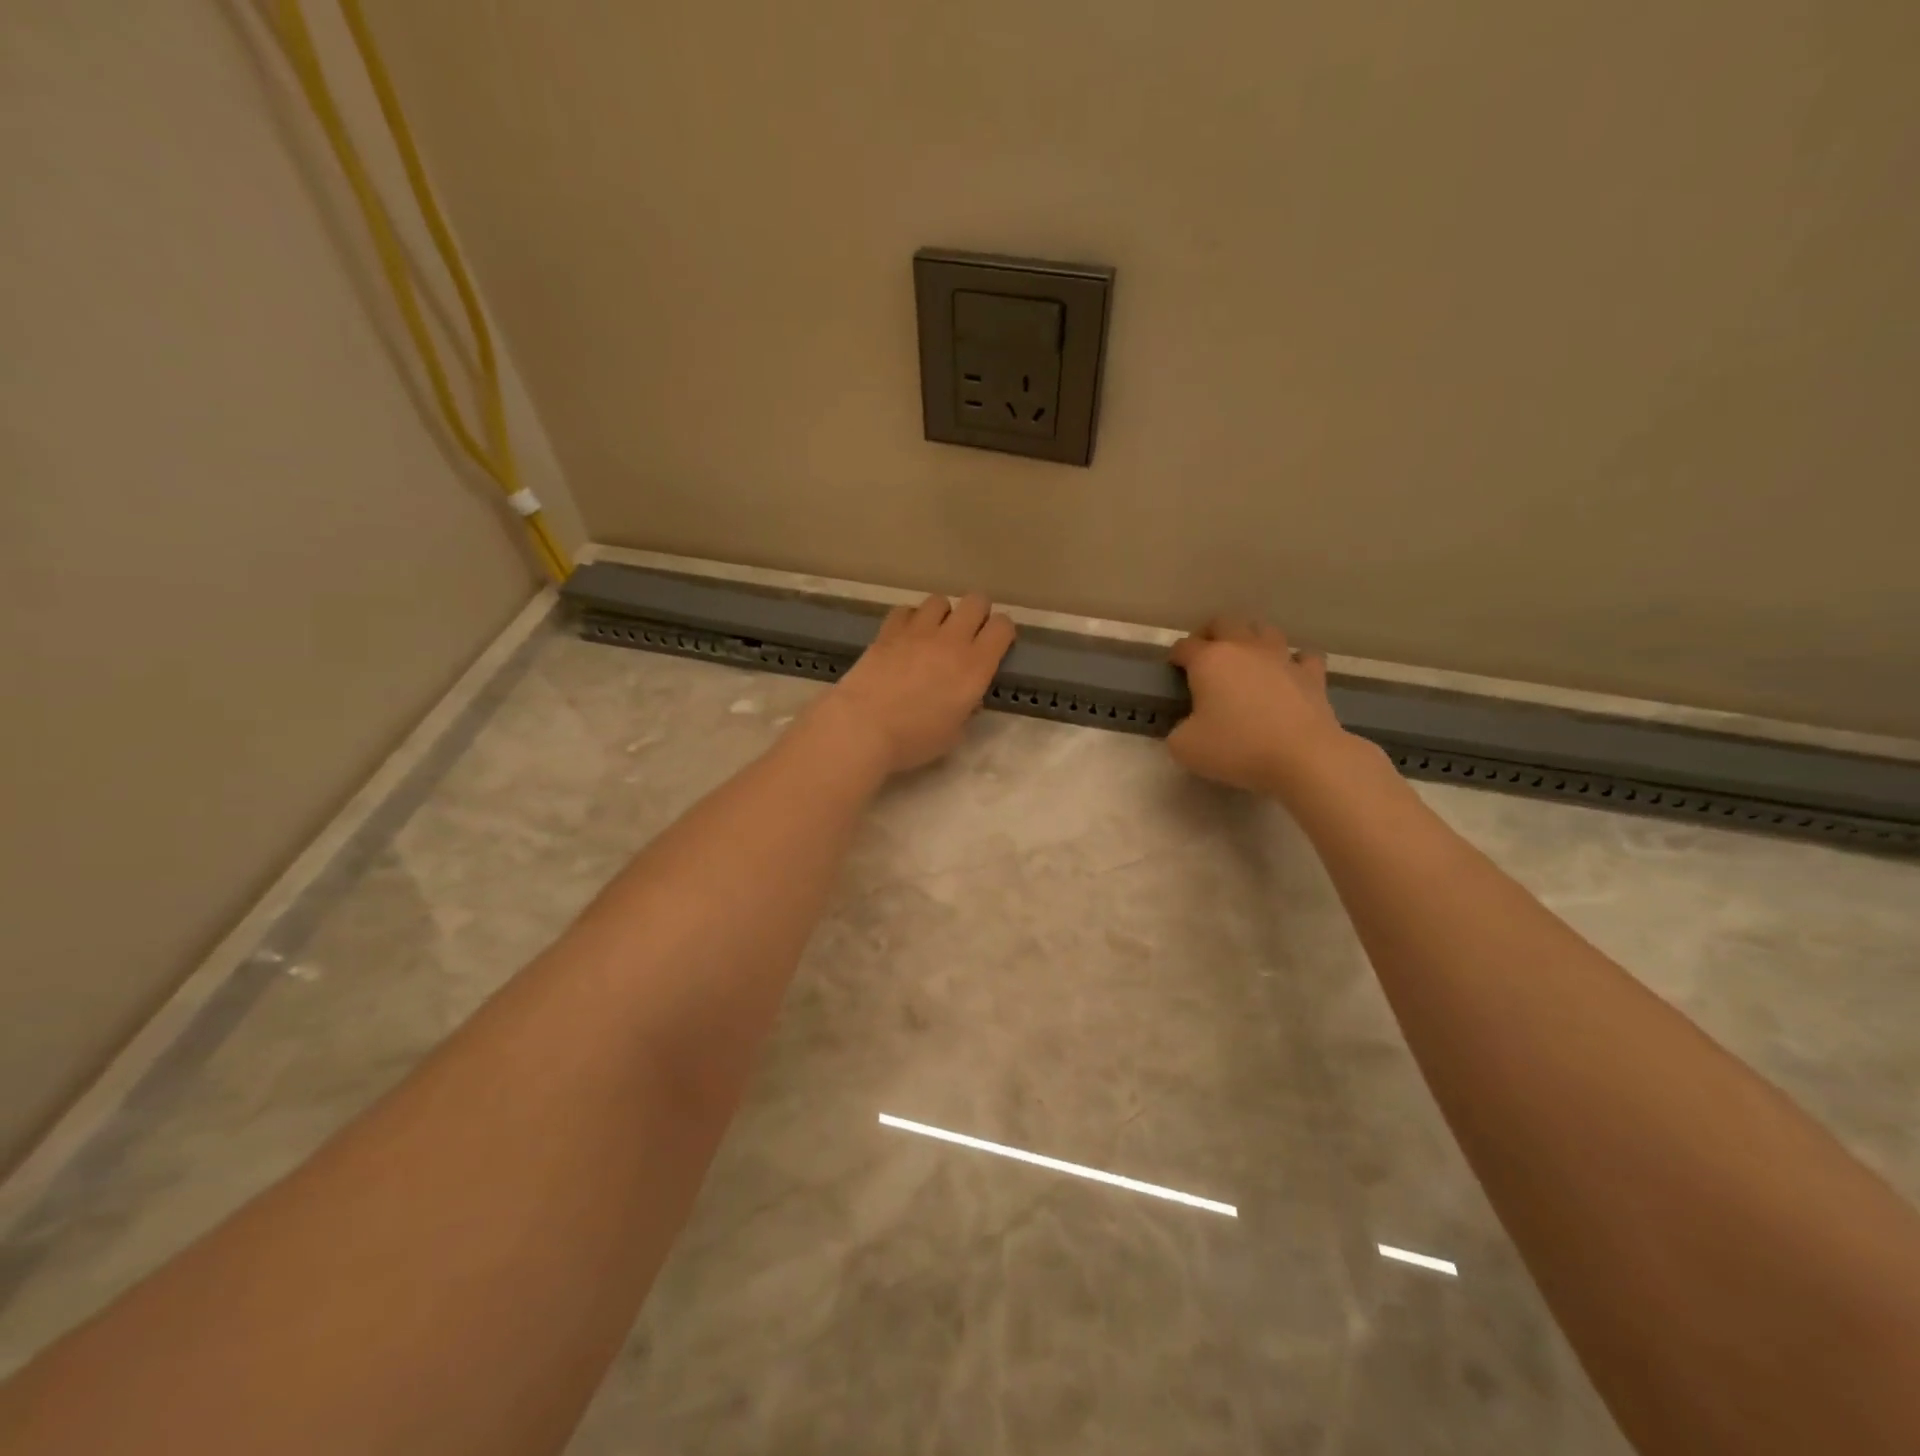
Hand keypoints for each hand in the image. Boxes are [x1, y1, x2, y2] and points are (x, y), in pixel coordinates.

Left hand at [814, 593, 1015, 775]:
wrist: (862, 727)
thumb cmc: (913, 740)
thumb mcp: (953, 735)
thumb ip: (966, 711)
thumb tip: (967, 700)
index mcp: (975, 666)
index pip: (1002, 627)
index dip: (1003, 632)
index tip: (996, 645)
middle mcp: (951, 640)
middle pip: (976, 601)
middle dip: (977, 613)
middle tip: (968, 635)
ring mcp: (917, 631)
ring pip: (940, 600)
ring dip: (942, 615)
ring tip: (934, 634)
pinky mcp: (888, 631)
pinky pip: (906, 610)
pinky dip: (910, 620)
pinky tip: (904, 637)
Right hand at [1167, 616, 1353, 799]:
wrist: (1302, 757)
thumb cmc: (1237, 748)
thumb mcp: (1184, 748)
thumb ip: (1177, 731)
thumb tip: (1188, 726)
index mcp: (1209, 660)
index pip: (1184, 646)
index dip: (1175, 656)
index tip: (1173, 671)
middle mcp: (1245, 648)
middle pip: (1224, 623)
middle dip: (1210, 634)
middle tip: (1205, 657)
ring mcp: (1282, 658)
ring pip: (1264, 630)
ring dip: (1251, 639)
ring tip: (1245, 660)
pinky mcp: (1312, 674)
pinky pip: (1302, 656)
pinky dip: (1292, 662)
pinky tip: (1288, 675)